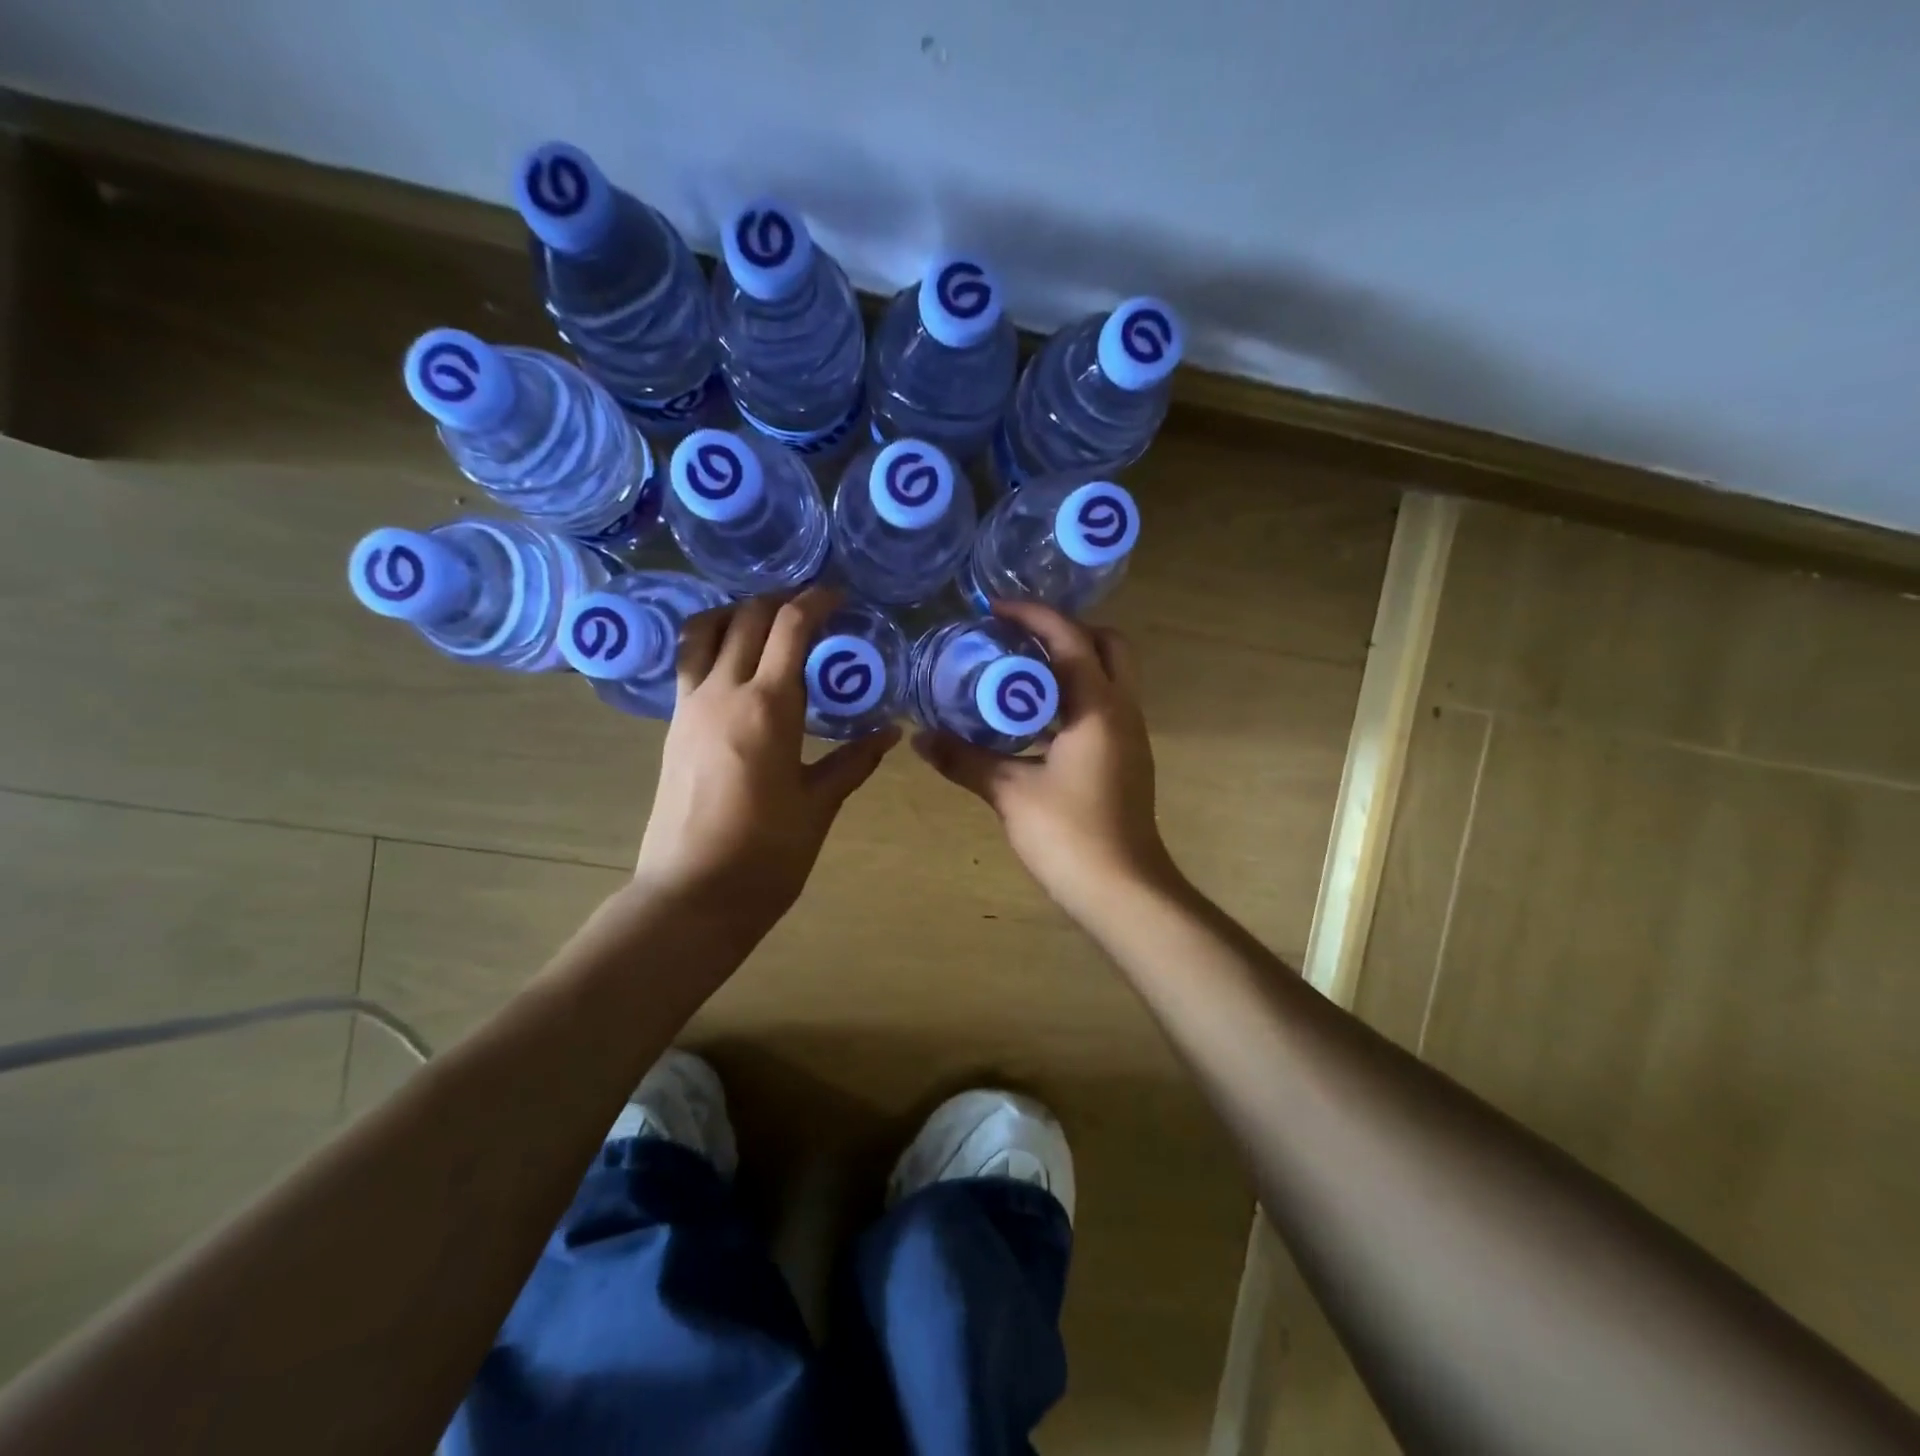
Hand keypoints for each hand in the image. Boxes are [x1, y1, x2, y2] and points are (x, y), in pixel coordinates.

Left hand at [633, 588, 898, 940]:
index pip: (789, 626)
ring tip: (766, 623)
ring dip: (736, 612)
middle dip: (780, 600)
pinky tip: (737, 663)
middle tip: (812, 609)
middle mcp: (723, 692)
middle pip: (746, 616)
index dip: (816, 600)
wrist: (691, 895)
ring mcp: (690, 706)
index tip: (839, 596)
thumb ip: (854, 761)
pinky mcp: (673, 726)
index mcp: (768, 707)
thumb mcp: (818, 806)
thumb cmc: (766, 855)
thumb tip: (890, 731)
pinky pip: (690, 662)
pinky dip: (712, 641)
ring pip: (704, 629)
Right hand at [913, 602, 1178, 922]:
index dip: (1033, 615)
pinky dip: (1074, 696)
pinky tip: (1034, 719)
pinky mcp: (1126, 759)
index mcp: (1098, 707)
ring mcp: (1130, 736)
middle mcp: (1123, 710)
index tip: (994, 608)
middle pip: (1108, 645)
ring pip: (1110, 676)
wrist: (1122, 890)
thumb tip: (919, 739)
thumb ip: (964, 760)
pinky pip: (1104, 706)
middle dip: (1066, 631)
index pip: (1070, 639)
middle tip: (1018, 637)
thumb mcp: (1010, 793)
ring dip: (1071, 664)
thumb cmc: (1069, 835)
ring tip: (1018, 670)